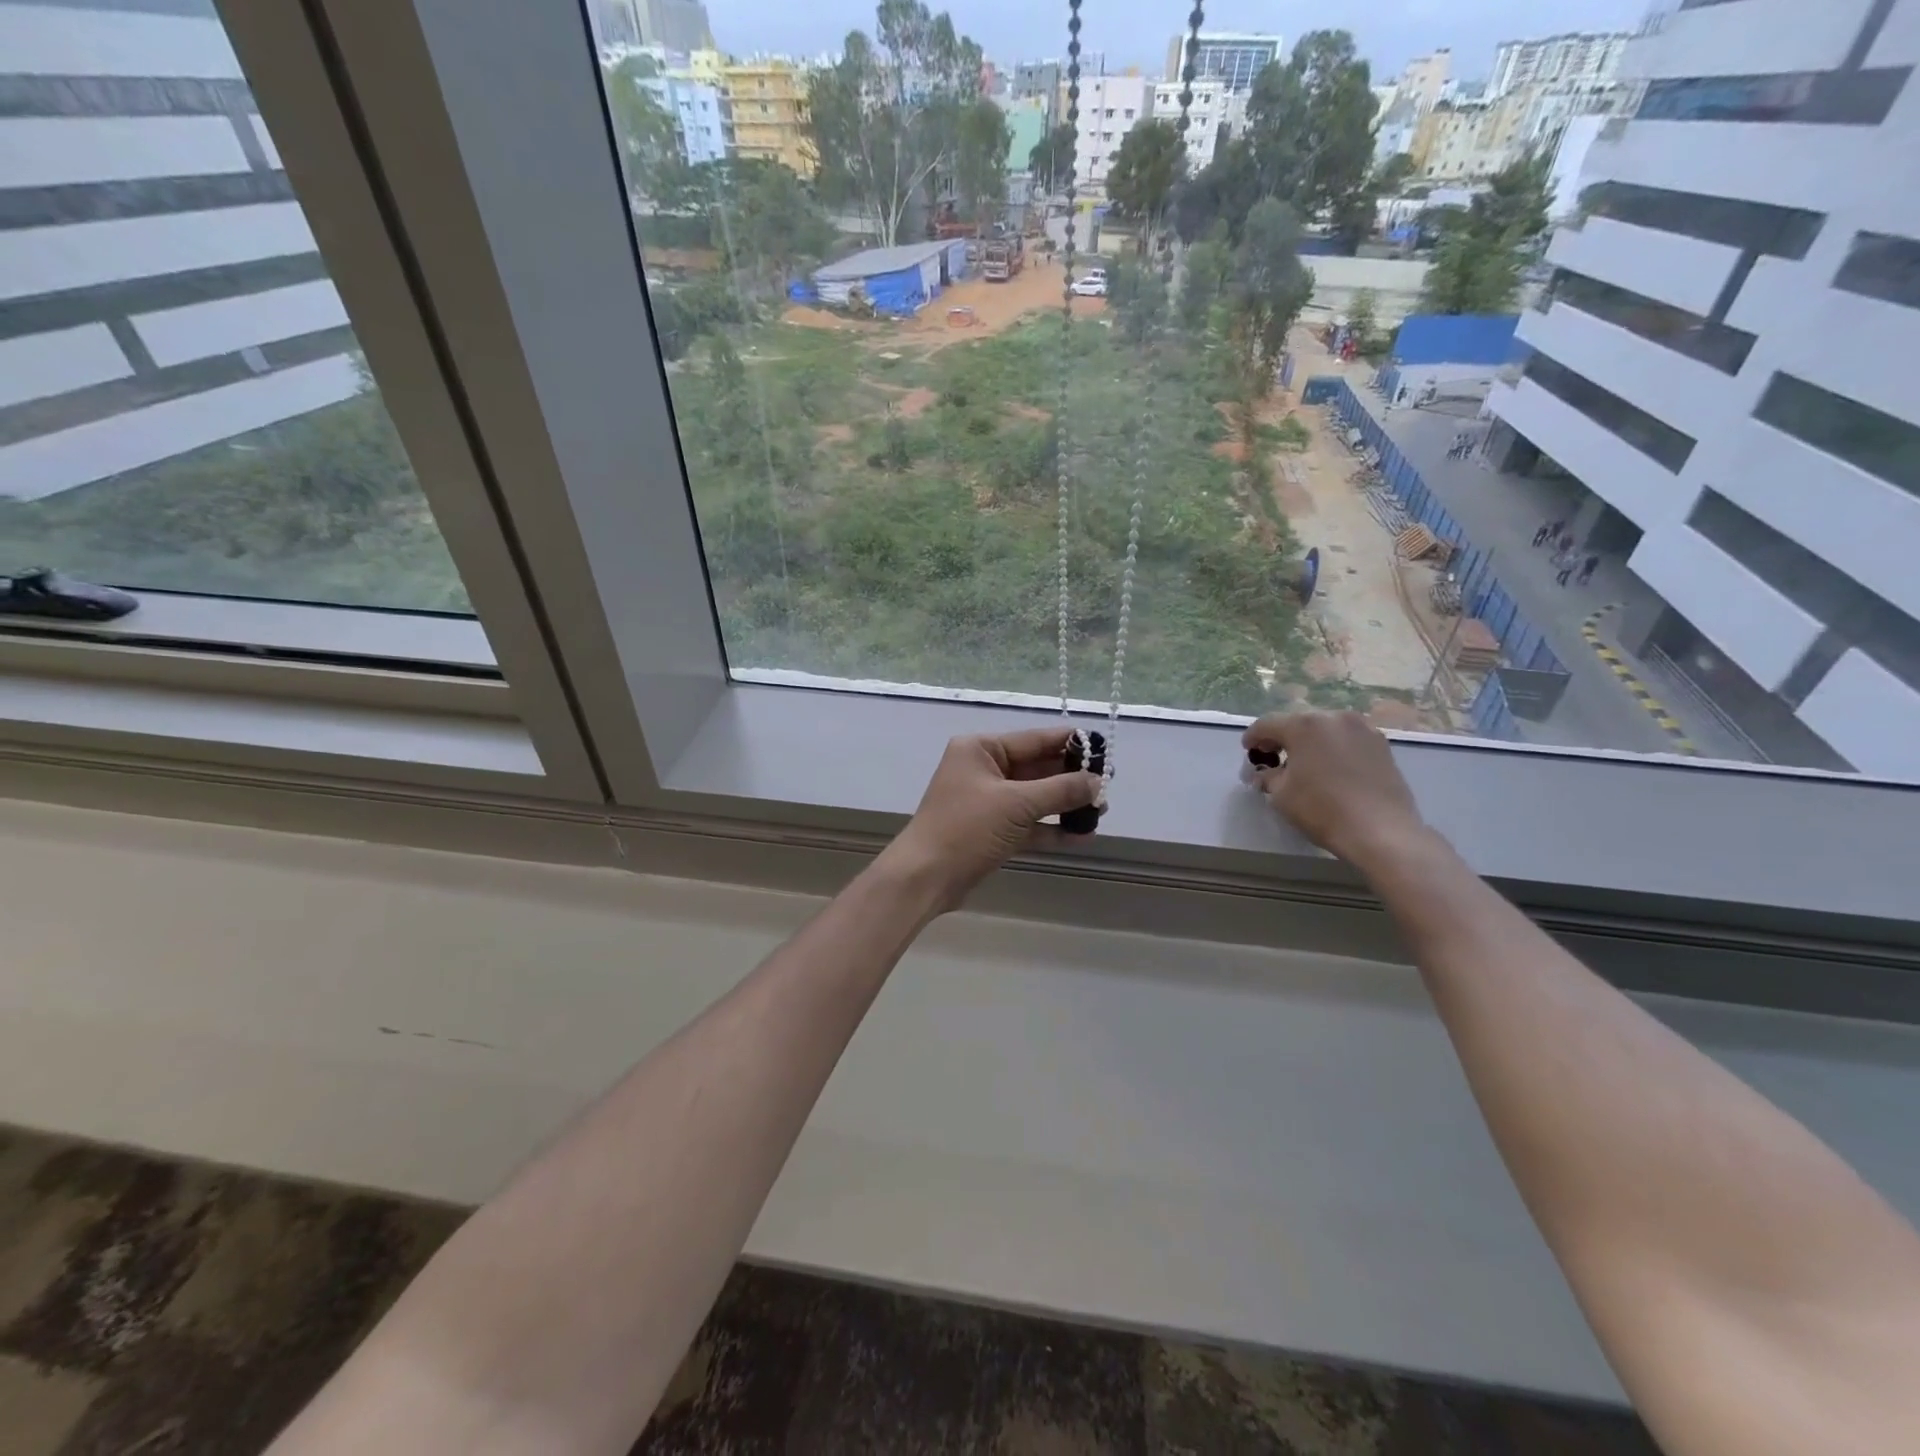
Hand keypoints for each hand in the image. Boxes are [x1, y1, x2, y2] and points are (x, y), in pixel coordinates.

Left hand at [881, 727, 1102, 911]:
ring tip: (1101, 811)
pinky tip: (1081, 836)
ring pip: (1034, 798)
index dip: (1070, 744)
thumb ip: (1061, 790)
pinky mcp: (990, 831)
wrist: (925, 877)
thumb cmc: (966, 828)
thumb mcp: (1016, 804)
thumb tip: (1097, 783)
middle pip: (1036, 768)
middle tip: (1107, 786)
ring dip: (1065, 805)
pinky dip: (1051, 829)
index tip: (1103, 749)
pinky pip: (1027, 824)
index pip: (1034, 739)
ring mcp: (986, 802)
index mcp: (981, 749)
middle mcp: (983, 769)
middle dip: (1071, 779)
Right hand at [1242, 710, 1428, 867]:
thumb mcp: (1281, 795)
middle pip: (1298, 723)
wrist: (1381, 830)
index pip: (1267, 724)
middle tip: (1274, 758)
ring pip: (1326, 729)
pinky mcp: (1382, 744)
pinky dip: (1334, 748)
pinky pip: (1348, 740)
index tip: (1247, 751)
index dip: (1252, 737)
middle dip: (1283, 738)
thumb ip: (1268, 777)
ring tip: (1305, 763)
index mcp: (1303, 725)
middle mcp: (1334, 718)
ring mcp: (1362, 729)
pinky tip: (1331, 768)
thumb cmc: (1322, 809)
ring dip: (1311, 742)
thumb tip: (1264, 773)